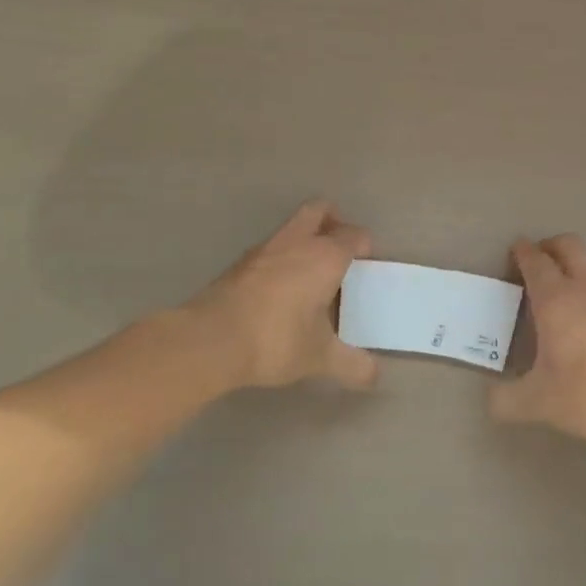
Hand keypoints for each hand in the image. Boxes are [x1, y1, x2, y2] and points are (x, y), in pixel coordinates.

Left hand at [182, 200, 379, 391]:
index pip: (354, 235)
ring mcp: (264, 250)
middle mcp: (297, 243)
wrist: (210, 340)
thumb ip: (351, 365)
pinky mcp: (238, 264)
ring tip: (310, 274)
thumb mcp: (319, 357)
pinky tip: (280, 290)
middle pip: (319, 210)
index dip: (364, 246)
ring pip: (291, 228)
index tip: (366, 266)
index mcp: (325, 257)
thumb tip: (375, 376)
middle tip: (339, 247)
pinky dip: (280, 259)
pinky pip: (269, 250)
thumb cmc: (276, 340)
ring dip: (304, 240)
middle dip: (333, 220)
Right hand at [489, 235, 585, 445]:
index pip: (535, 261)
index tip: (515, 250)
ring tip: (569, 282)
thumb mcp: (539, 403)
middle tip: (539, 259)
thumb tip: (492, 400)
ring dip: (580, 261)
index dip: (523, 252)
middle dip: (551, 245)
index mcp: (556, 299)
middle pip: (569, 245)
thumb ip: (507, 400)